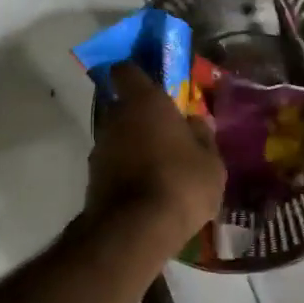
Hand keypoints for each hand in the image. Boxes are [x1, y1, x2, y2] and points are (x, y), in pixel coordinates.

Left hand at [85, 62, 225, 255]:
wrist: (135, 231)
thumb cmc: (181, 184)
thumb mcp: (210, 162)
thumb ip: (203, 137)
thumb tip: (197, 122)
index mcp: (145, 102)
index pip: (127, 71)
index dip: (136, 74)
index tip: (151, 82)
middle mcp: (115, 118)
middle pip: (124, 106)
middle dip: (141, 116)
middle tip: (166, 132)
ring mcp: (99, 149)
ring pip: (118, 137)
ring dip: (133, 145)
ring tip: (159, 165)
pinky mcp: (92, 178)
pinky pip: (113, 164)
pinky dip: (126, 169)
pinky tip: (147, 187)